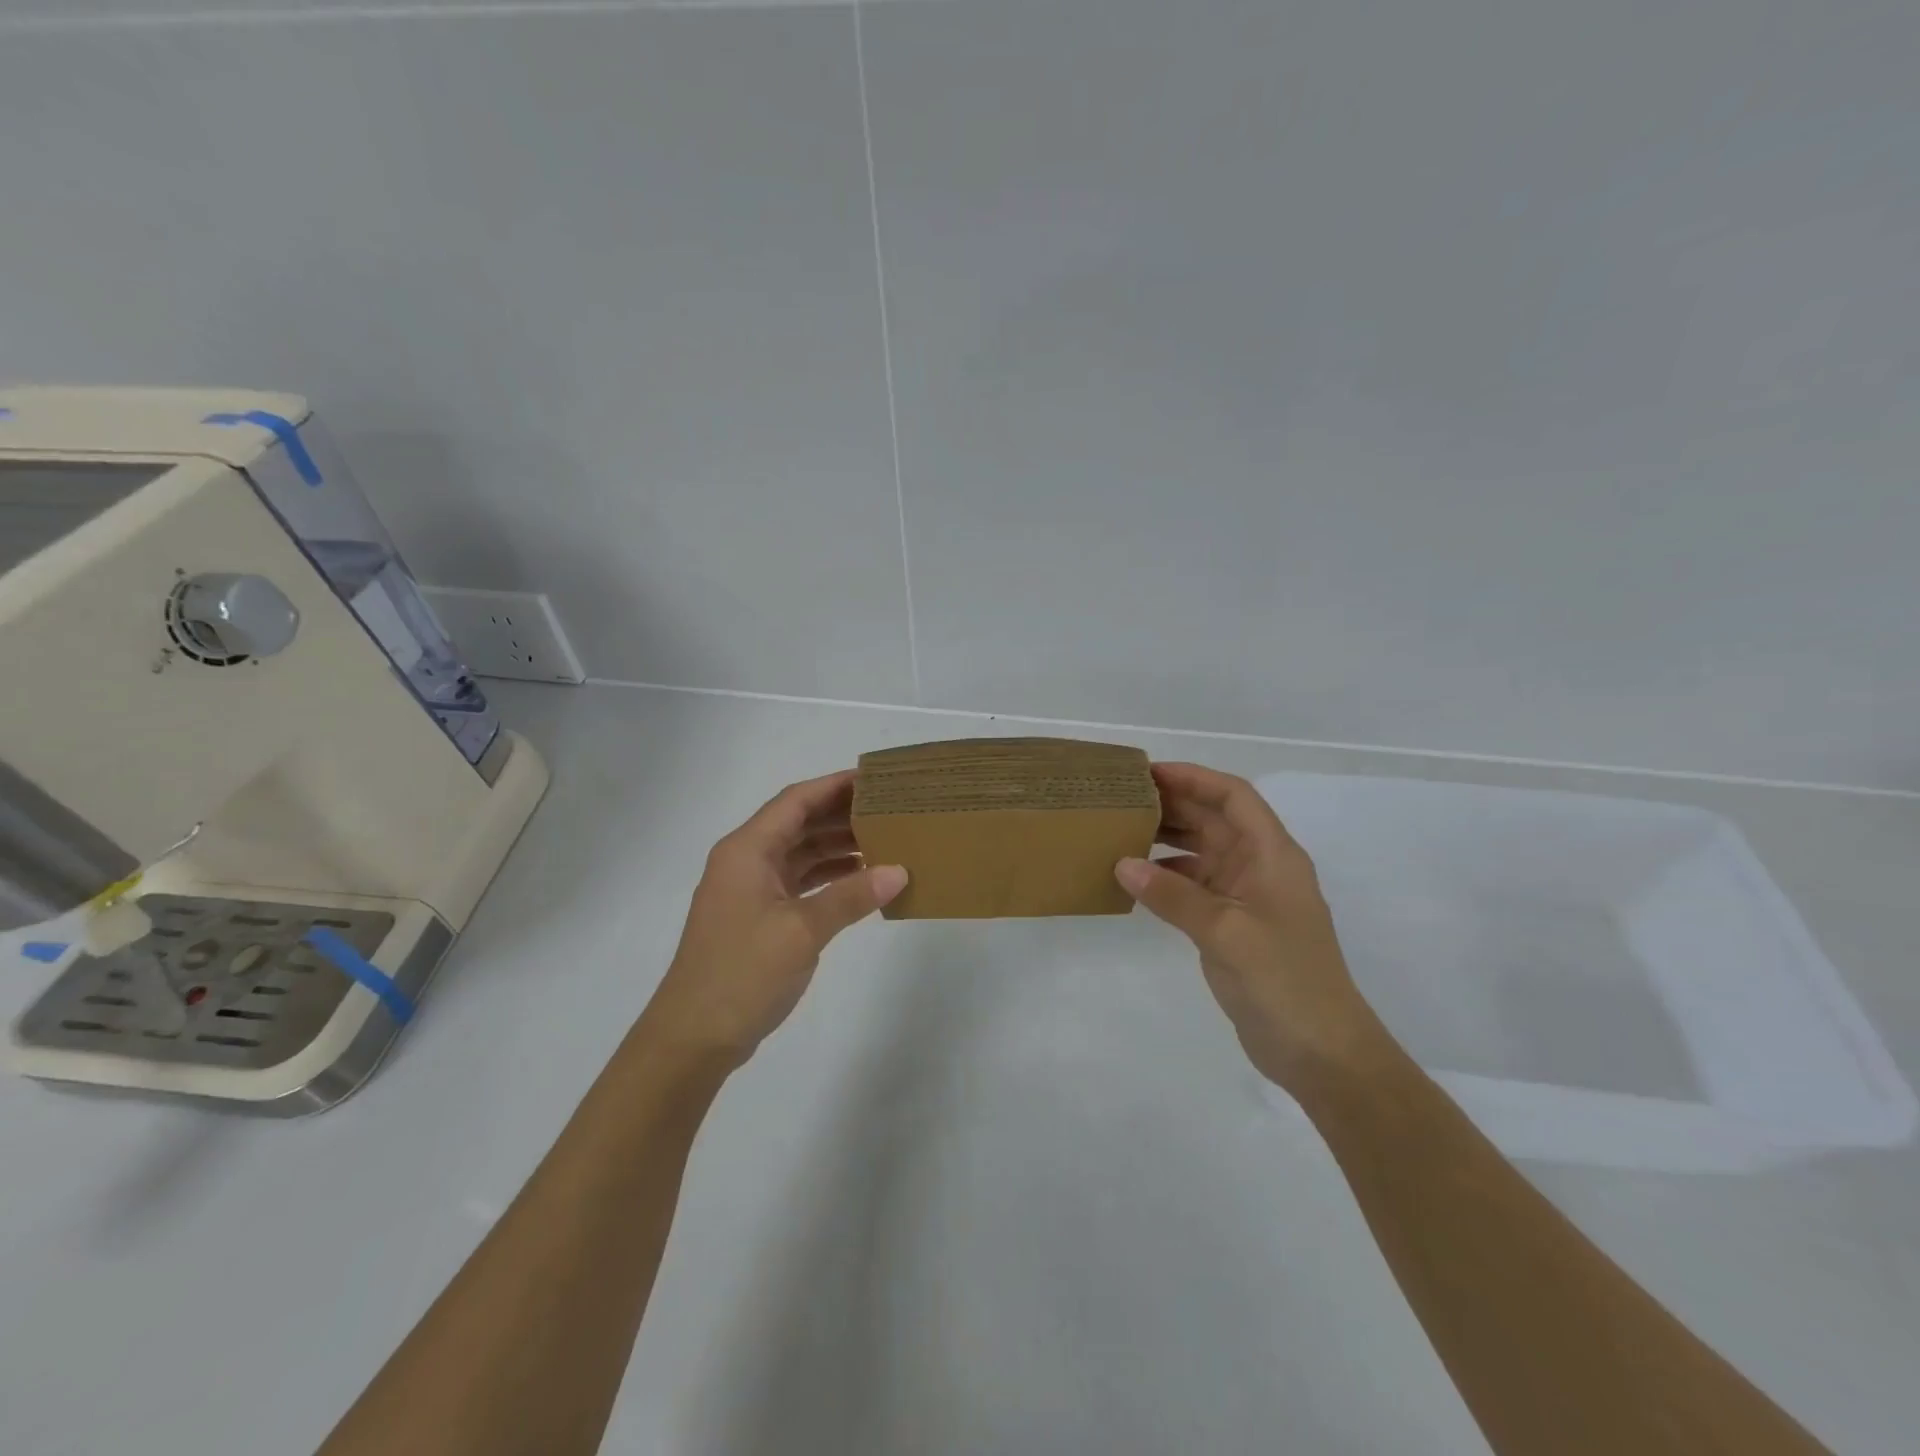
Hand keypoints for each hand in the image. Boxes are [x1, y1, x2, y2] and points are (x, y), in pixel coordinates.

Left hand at [643, 771, 906, 1068]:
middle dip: (842, 815)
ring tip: (886, 841)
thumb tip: (899, 871)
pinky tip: (862, 881)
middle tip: (890, 809)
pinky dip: (829, 878)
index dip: (834, 786)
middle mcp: (746, 861)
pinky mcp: (759, 918)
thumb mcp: (801, 931)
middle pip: (798, 824)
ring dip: (837, 848)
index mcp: (747, 850)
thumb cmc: (742, 973)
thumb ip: (851, 897)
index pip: (795, 801)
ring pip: (800, 854)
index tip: (875, 779)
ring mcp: (751, 891)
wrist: (693, 1038)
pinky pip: (800, 883)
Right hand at [1115, 762, 1391, 1092]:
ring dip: (1167, 839)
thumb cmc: (1284, 981)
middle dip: (1173, 804)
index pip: (1233, 797)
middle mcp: (1260, 867)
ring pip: (1202, 852)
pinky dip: (1167, 877)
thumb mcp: (1225, 932)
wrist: (1322, 1052)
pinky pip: (1194, 886)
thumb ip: (1172, 894)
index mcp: (1272, 855)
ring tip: (1120, 831)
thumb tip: (1122, 864)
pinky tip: (1135, 880)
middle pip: (1214, 820)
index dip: (1193, 778)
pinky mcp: (1233, 926)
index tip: (1148, 773)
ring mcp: (1247, 897)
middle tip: (1121, 799)